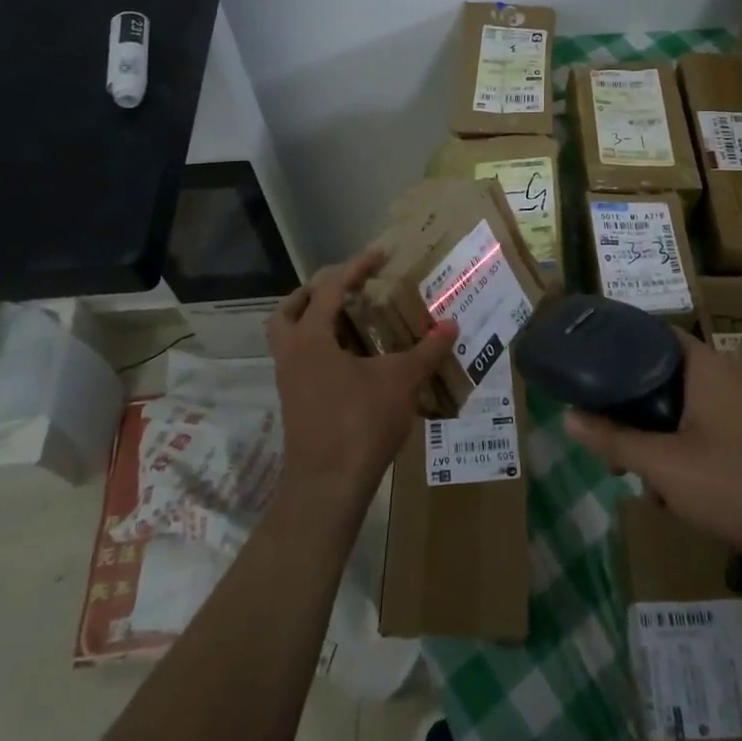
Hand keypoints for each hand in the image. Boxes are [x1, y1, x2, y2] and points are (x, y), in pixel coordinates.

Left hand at [268, 247, 457, 512]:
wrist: (327, 487)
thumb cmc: (360, 424)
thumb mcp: (401, 382)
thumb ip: (426, 351)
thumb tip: (452, 325)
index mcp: (311, 338)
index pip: (330, 288)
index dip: (356, 267)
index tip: (380, 253)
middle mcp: (292, 354)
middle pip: (290, 309)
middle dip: (317, 292)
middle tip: (348, 287)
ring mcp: (289, 380)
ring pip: (291, 337)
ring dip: (316, 320)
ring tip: (354, 319)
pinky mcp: (296, 402)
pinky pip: (303, 360)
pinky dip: (323, 347)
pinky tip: (355, 358)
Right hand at [565, 330, 741, 567]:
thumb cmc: (741, 486)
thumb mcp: (665, 467)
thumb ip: (614, 441)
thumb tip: (568, 416)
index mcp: (702, 366)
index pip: (650, 332)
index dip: (615, 343)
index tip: (585, 364)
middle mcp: (724, 376)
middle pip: (662, 376)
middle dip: (632, 410)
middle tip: (609, 441)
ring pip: (683, 411)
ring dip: (658, 440)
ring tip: (645, 483)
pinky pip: (708, 433)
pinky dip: (686, 454)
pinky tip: (681, 498)